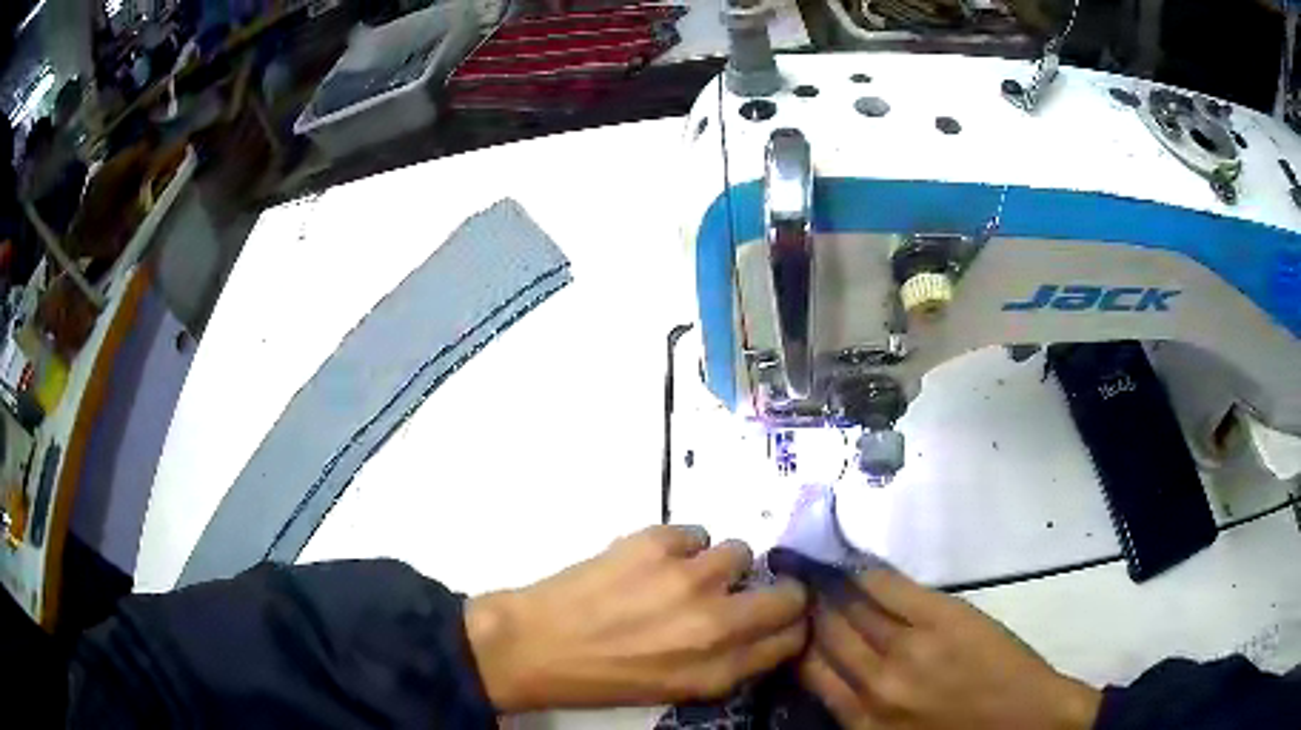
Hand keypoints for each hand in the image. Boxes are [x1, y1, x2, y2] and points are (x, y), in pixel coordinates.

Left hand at [465, 525, 807, 711]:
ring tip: (686, 576)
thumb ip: (728, 664)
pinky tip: (653, 563)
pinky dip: (682, 547)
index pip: (791, 639)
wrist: (534, 644)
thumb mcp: (676, 690)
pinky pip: (697, 532)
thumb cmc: (602, 678)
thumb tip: (759, 633)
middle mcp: (716, 624)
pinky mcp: (655, 542)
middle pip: (789, 594)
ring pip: (741, 551)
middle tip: (744, 593)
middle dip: (777, 593)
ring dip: (719, 565)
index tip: (777, 620)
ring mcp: (688, 578)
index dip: (788, 626)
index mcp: (719, 670)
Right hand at [799, 568, 1100, 729]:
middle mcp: (874, 683)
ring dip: (831, 586)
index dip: (796, 640)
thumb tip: (830, 673)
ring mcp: (909, 646)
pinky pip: (891, 587)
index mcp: (861, 719)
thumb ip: (859, 711)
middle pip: (825, 634)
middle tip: (797, 588)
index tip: (790, 621)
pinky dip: (868, 574)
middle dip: (807, 608)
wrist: (1027, 720)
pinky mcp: (942, 617)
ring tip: (816, 570)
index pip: (809, 669)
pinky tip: (855, 564)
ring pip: (852, 607)